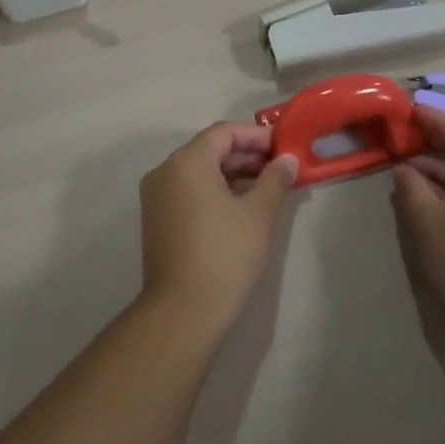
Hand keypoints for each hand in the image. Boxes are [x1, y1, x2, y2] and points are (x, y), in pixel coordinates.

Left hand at [138, 123, 299, 336]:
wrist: (183, 310)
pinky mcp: (156, 220)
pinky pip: (188, 192)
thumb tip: (288, 160)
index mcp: (187, 161)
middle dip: (245, 155)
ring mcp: (156, 197)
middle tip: (279, 168)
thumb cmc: (225, 254)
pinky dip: (214, 191)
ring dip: (231, 174)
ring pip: (199, 172)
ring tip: (266, 187)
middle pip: (209, 150)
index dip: (256, 136)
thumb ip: (275, 180)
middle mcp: (165, 171)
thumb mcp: (258, 214)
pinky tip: (240, 206)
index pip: (224, 132)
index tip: (283, 146)